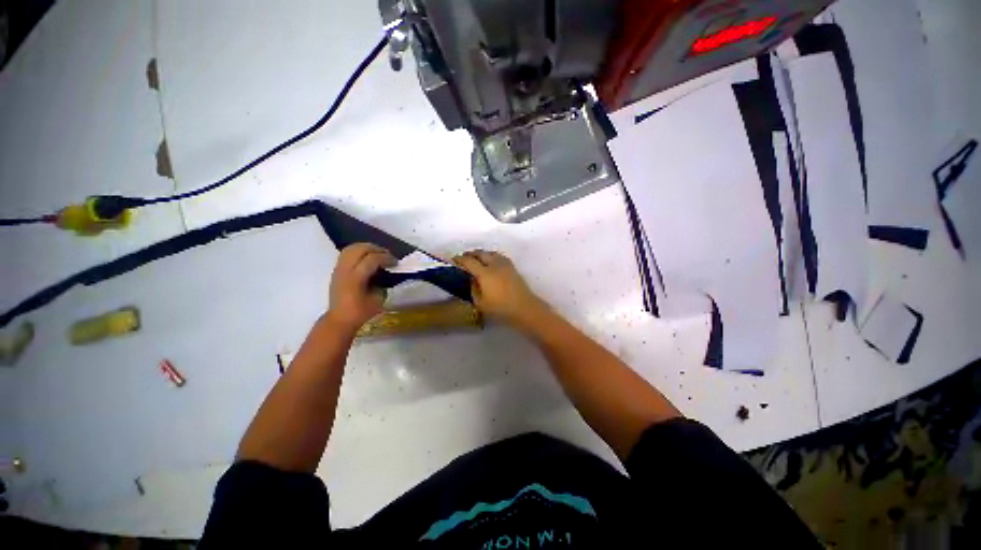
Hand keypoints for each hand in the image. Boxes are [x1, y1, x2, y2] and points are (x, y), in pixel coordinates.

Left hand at [326, 243, 395, 331]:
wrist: (340, 319)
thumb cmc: (361, 312)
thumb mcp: (378, 299)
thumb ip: (383, 283)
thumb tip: (388, 273)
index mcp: (355, 278)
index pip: (372, 259)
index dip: (386, 258)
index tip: (396, 263)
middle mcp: (345, 270)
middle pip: (360, 249)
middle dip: (376, 249)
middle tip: (388, 255)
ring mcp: (339, 269)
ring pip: (351, 248)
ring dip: (366, 248)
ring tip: (378, 254)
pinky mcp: (337, 270)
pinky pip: (347, 253)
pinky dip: (359, 252)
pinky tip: (368, 258)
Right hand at [454, 250, 547, 327]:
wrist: (524, 308)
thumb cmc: (500, 308)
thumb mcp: (480, 303)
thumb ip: (473, 289)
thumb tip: (471, 279)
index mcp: (484, 273)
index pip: (469, 261)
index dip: (459, 259)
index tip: (453, 261)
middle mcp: (494, 264)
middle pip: (480, 253)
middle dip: (470, 254)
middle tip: (463, 260)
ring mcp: (505, 264)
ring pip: (490, 253)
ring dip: (481, 254)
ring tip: (476, 260)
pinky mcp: (512, 267)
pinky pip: (498, 256)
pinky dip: (490, 256)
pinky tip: (490, 262)